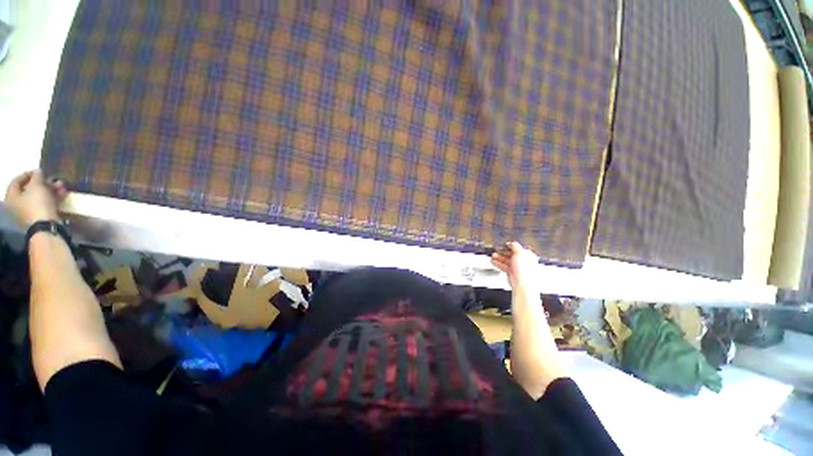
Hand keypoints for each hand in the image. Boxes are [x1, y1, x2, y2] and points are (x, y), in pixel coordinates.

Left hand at [4, 170, 67, 228]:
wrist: (47, 225)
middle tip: (53, 178)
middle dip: (43, 183)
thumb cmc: (37, 204)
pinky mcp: (40, 216)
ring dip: (51, 189)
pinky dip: (54, 197)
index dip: (28, 174)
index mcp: (12, 196)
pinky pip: (46, 204)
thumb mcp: (37, 186)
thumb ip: (37, 176)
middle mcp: (18, 204)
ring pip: (40, 196)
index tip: (40, 170)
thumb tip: (38, 171)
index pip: (17, 181)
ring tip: (62, 185)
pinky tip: (63, 193)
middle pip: (30, 189)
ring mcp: (29, 211)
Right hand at [490, 242, 538, 291]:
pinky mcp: (512, 273)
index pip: (518, 249)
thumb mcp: (520, 253)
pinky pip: (504, 266)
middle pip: (511, 255)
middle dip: (503, 252)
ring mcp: (517, 268)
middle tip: (496, 250)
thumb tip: (512, 243)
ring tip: (492, 256)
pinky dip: (498, 264)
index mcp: (528, 255)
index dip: (511, 246)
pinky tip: (493, 261)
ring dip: (499, 258)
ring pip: (506, 260)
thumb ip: (515, 246)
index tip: (504, 245)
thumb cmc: (525, 270)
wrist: (523, 284)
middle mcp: (523, 261)